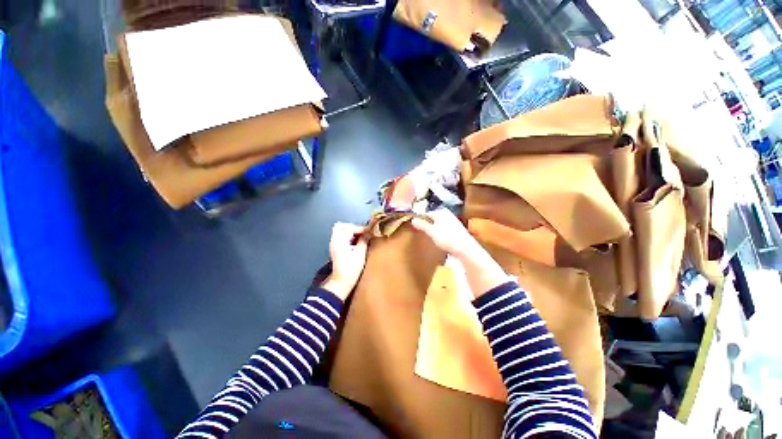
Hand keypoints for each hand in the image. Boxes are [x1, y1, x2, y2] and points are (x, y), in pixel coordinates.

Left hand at [322, 223, 368, 300]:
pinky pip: (340, 237)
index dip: (362, 228)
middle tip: (364, 232)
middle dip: (354, 227)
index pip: (350, 228)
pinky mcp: (335, 249)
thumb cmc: (351, 269)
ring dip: (351, 232)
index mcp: (340, 240)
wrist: (340, 283)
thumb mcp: (360, 254)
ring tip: (361, 237)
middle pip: (342, 226)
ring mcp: (334, 245)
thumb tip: (369, 233)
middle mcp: (335, 240)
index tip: (371, 231)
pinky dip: (348, 237)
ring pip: (340, 231)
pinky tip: (356, 242)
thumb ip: (364, 241)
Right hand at [410, 209, 480, 257]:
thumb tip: (413, 219)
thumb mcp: (432, 232)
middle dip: (426, 224)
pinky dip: (440, 234)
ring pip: (438, 224)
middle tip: (420, 232)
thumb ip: (422, 225)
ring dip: (433, 230)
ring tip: (428, 238)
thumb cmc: (448, 238)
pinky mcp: (456, 231)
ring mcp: (453, 222)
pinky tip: (439, 241)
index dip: (420, 219)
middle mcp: (448, 215)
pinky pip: (444, 230)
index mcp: (441, 212)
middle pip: (433, 219)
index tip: (414, 226)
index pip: (426, 213)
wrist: (466, 249)